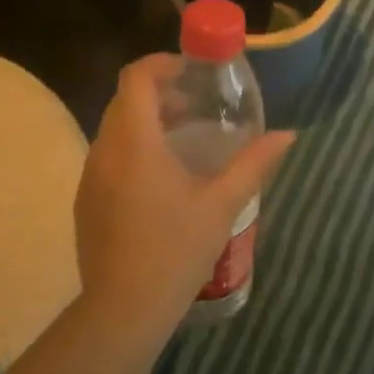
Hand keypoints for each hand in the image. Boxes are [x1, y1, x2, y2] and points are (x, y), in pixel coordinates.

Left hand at [75, 55, 294, 339]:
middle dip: (160, 93)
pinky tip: (163, 180)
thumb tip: (287, 135)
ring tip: (186, 141)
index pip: (136, 79)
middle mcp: (105, 151)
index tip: (192, 72)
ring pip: (114, 129)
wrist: (124, 308)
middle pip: (124, 101)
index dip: (162, 64)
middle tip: (198, 106)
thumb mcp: (223, 203)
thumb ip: (254, 163)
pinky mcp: (86, 201)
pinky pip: (108, 157)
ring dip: (147, 122)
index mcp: (135, 143)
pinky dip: (134, 149)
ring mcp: (90, 177)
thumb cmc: (177, 249)